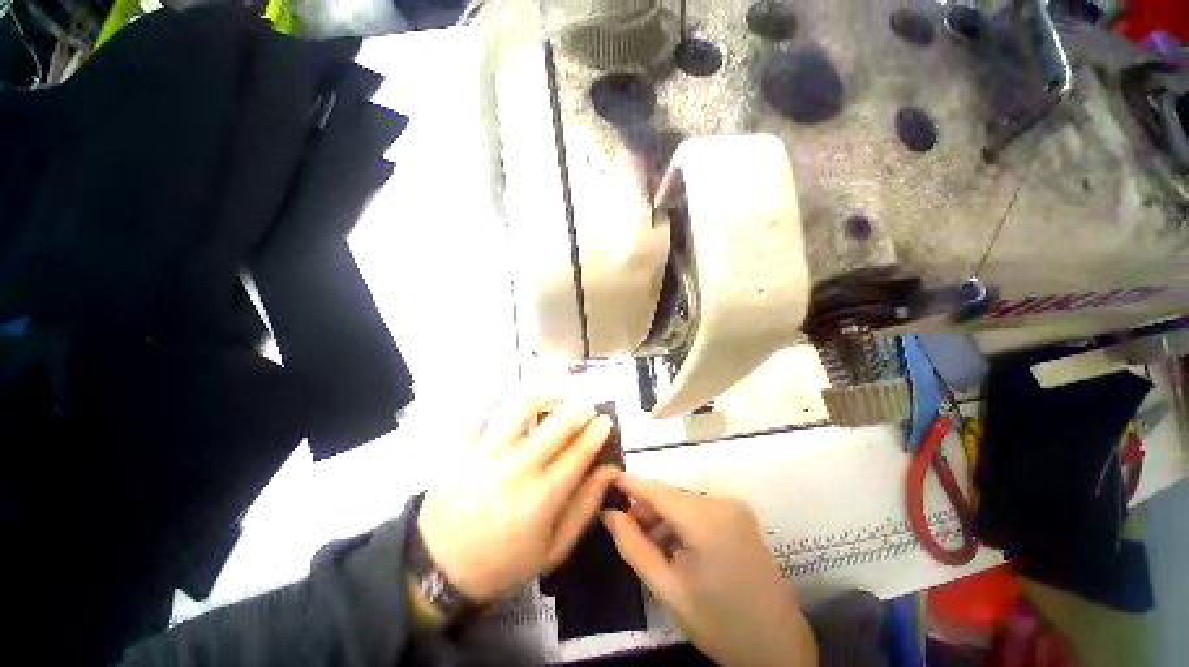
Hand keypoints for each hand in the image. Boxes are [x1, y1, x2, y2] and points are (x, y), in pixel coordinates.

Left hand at [417, 396, 618, 603]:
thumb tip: (610, 469)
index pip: (578, 453)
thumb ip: (585, 506)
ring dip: (545, 396)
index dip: (597, 432)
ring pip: (521, 406)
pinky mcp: (457, 447)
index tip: (606, 420)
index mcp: (540, 500)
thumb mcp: (553, 549)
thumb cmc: (503, 562)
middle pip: (556, 425)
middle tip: (586, 407)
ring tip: (553, 399)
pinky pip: (482, 408)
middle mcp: (514, 470)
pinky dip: (501, 398)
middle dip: (579, 409)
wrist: (438, 569)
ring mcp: (483, 454)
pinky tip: (513, 402)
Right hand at [603, 474, 816, 666]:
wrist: (777, 648)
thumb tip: (608, 515)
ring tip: (652, 549)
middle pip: (671, 497)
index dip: (630, 483)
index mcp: (705, 519)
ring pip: (684, 504)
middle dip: (646, 511)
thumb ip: (633, 547)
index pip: (657, 490)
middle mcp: (721, 502)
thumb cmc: (718, 623)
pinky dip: (682, 524)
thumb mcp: (667, 589)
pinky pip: (700, 511)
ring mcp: (735, 508)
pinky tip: (676, 549)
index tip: (606, 478)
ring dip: (664, 520)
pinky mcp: (740, 517)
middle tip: (626, 533)